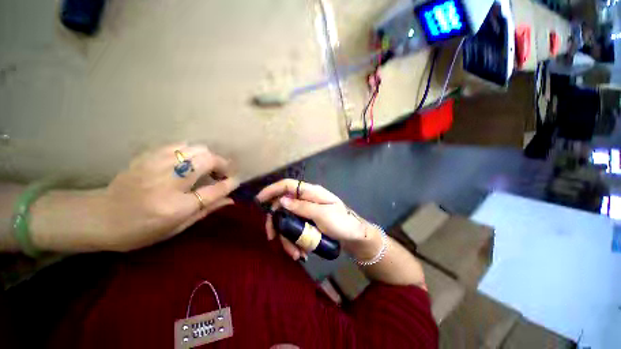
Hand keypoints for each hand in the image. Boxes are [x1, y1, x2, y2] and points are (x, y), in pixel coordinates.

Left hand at [93, 143, 237, 250]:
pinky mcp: (147, 156)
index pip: (214, 190)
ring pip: (195, 149)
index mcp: (175, 207)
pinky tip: (189, 161)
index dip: (231, 184)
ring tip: (206, 167)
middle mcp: (168, 183)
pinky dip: (190, 151)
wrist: (98, 217)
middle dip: (222, 164)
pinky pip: (178, 145)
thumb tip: (231, 199)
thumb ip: (206, 210)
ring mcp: (155, 166)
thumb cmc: (140, 230)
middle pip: (207, 161)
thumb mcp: (176, 228)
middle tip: (222, 173)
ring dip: (207, 157)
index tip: (237, 181)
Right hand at [256, 179, 379, 259]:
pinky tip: (300, 252)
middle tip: (272, 237)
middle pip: (283, 205)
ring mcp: (305, 212)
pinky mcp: (307, 223)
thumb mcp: (323, 214)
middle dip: (276, 222)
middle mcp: (306, 200)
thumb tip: (282, 200)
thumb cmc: (341, 222)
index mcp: (311, 193)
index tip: (259, 200)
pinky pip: (295, 229)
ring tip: (295, 253)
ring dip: (287, 237)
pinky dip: (295, 241)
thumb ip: (303, 206)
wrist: (353, 236)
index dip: (272, 190)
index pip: (287, 185)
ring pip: (288, 221)